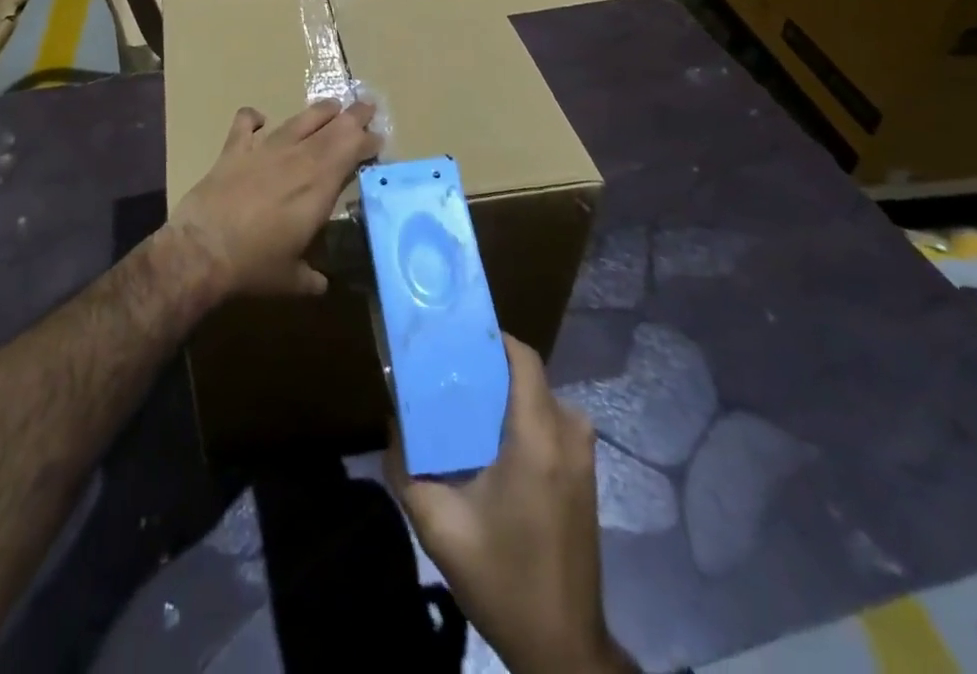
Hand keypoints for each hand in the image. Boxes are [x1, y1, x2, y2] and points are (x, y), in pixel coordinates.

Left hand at [168, 99, 381, 297]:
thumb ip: (312, 277)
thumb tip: (323, 285)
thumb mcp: (293, 279)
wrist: (203, 250)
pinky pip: (245, 123)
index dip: (368, 142)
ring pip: (298, 121)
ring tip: (332, 105)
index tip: (378, 140)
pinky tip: (259, 118)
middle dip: (354, 116)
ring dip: (319, 112)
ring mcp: (264, 150)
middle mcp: (298, 160)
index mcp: (319, 186)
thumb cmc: (255, 266)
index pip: (353, 151)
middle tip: (368, 106)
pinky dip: (253, 117)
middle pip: (333, 128)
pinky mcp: (234, 150)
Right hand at [387, 336, 633, 673]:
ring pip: (540, 397)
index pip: (523, 358)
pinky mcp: (584, 474)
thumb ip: (407, 469)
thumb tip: (392, 421)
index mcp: (537, 439)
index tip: (454, 335)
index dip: (491, 337)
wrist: (562, 647)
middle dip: (490, 366)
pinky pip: (552, 421)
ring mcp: (582, 456)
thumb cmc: (502, 579)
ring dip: (506, 393)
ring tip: (465, 402)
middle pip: (529, 375)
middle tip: (448, 370)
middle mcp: (568, 436)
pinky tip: (491, 438)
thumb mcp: (440, 527)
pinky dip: (523, 415)